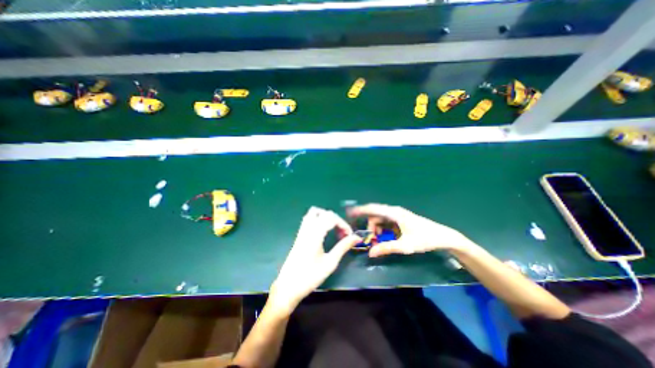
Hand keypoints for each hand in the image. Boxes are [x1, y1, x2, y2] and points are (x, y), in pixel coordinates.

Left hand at [271, 208, 362, 313]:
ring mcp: (302, 231)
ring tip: (334, 230)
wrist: (288, 287)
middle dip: (336, 220)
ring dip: (327, 217)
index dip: (343, 224)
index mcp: (315, 234)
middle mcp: (307, 229)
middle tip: (343, 234)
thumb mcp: (330, 263)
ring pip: (314, 213)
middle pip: (324, 213)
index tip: (350, 235)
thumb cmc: (310, 277)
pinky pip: (309, 219)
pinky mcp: (299, 235)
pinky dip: (319, 220)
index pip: (331, 218)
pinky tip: (324, 232)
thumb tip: (356, 237)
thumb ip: (343, 247)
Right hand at [348, 204, 475, 258]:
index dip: (360, 210)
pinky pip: (386, 222)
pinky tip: (384, 238)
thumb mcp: (405, 245)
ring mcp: (397, 215)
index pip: (373, 209)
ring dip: (376, 229)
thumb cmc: (425, 239)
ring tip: (376, 241)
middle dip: (369, 226)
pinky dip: (382, 229)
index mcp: (394, 213)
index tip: (349, 213)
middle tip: (366, 238)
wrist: (443, 237)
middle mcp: (394, 211)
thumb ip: (386, 248)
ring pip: (380, 219)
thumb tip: (370, 253)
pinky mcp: (400, 220)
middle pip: (375, 215)